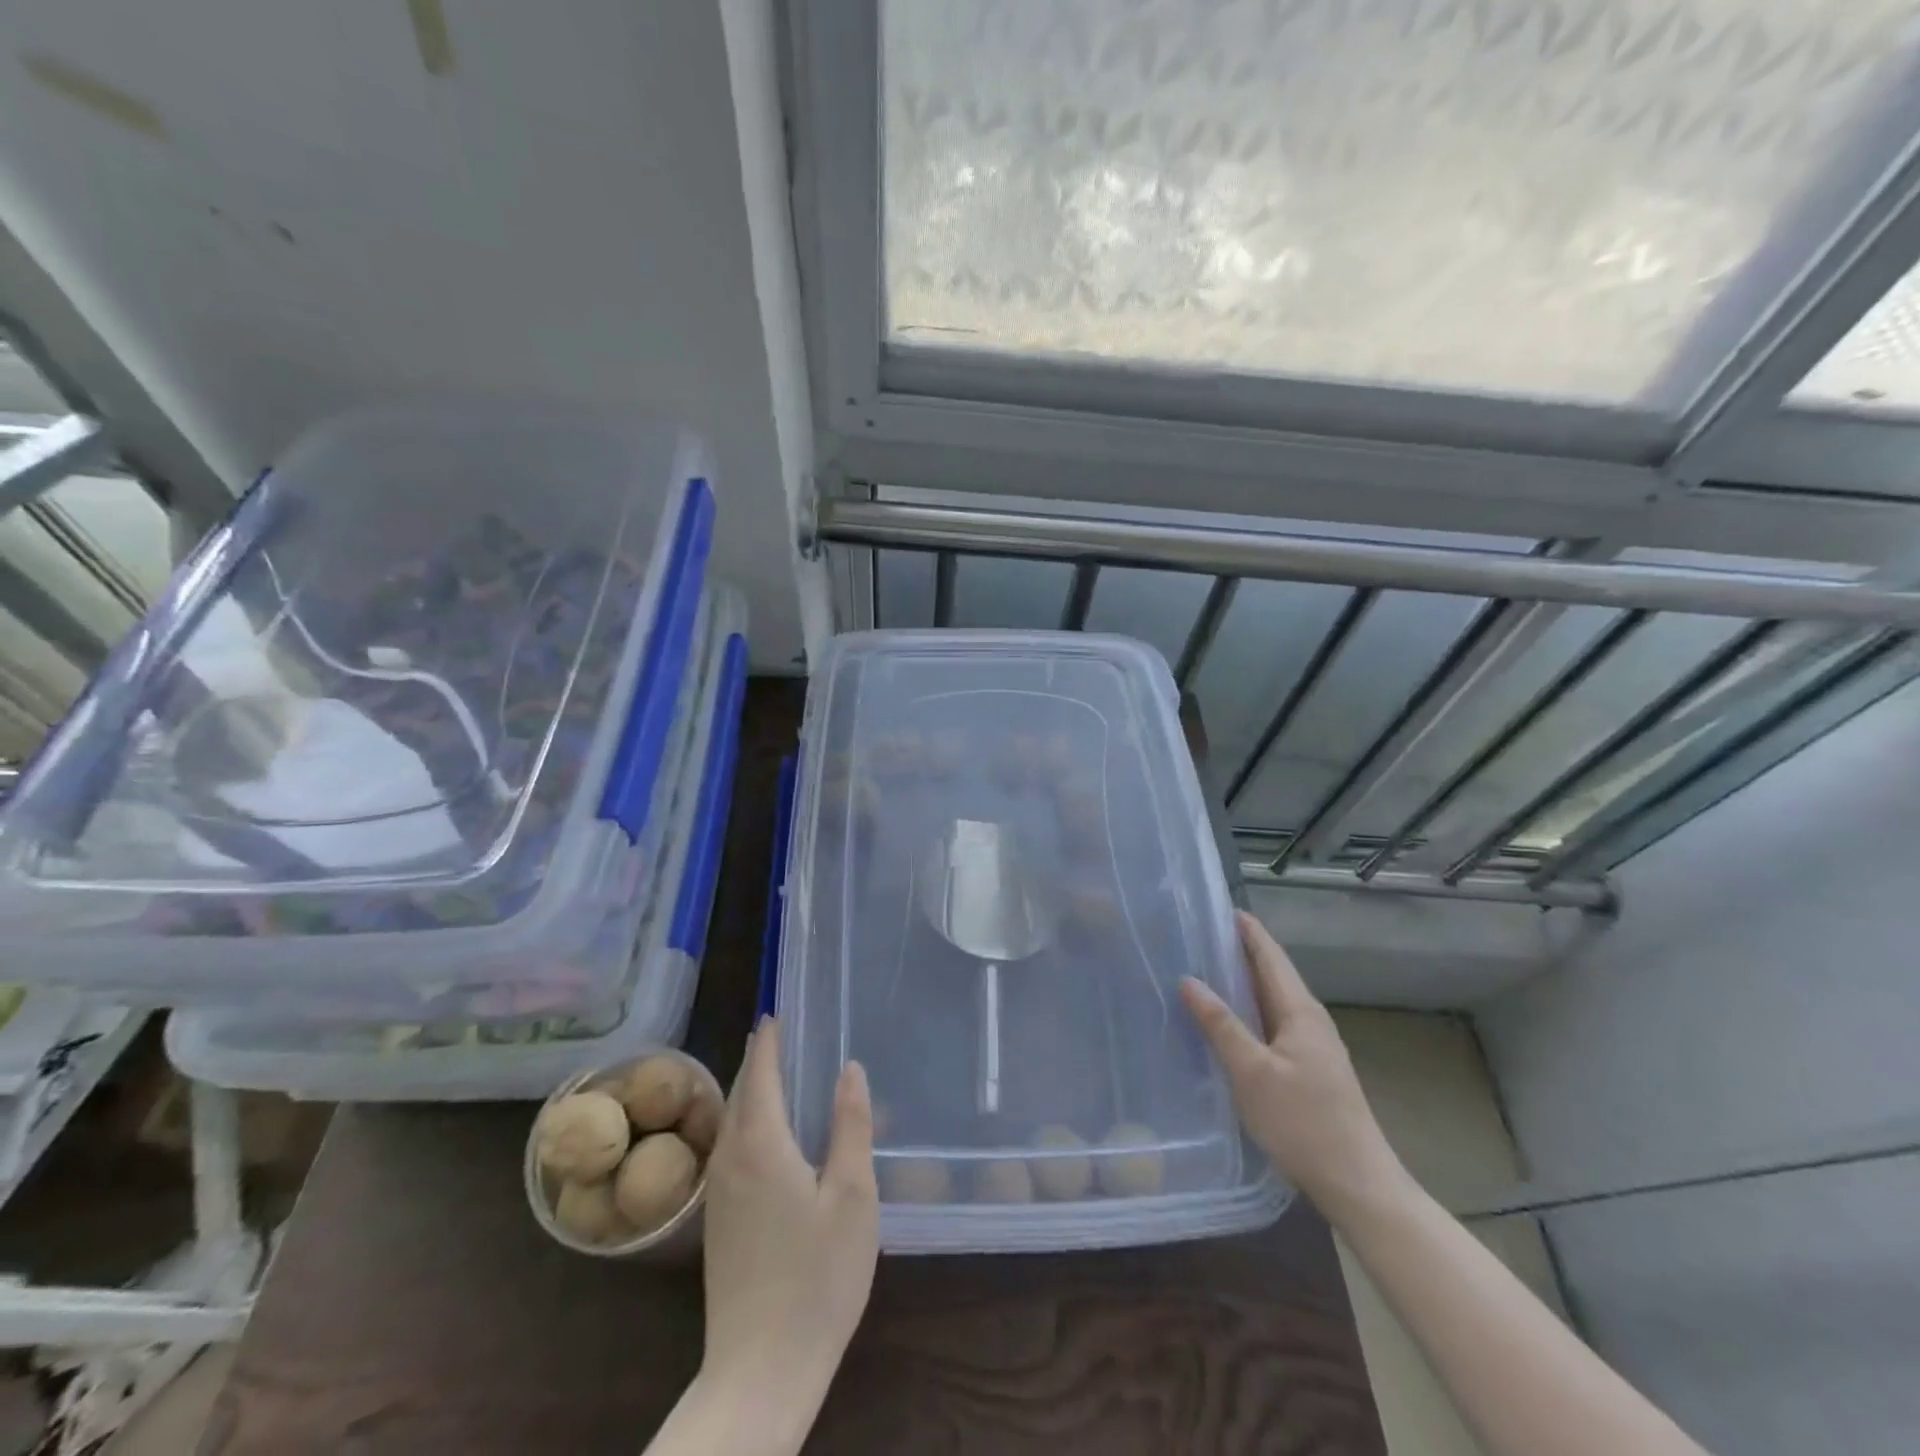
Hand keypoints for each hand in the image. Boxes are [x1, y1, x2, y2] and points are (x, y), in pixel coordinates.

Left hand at [701, 1017, 878, 1416]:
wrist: (761, 1370)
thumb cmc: (817, 1276)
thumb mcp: (852, 1195)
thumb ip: (850, 1126)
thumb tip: (849, 1069)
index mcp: (762, 1145)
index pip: (760, 1075)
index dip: (767, 1042)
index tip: (774, 1014)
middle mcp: (730, 1160)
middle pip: (739, 1094)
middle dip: (755, 1060)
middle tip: (775, 1034)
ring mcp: (718, 1194)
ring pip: (730, 1123)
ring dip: (748, 1090)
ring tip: (771, 1072)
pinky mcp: (718, 1223)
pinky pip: (728, 1148)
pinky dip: (745, 1121)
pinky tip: (765, 1134)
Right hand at [1180, 912, 1407, 1220]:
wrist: (1357, 1184)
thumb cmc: (1302, 1122)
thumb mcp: (1251, 1072)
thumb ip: (1220, 1024)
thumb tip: (1189, 980)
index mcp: (1300, 1011)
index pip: (1270, 956)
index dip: (1247, 931)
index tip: (1219, 907)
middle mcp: (1310, 1020)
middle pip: (1273, 974)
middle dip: (1240, 952)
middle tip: (1199, 936)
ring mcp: (1312, 1046)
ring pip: (1273, 1000)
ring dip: (1243, 982)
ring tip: (1206, 971)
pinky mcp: (1309, 1069)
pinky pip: (1274, 1023)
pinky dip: (1249, 1010)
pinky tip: (1229, 1022)